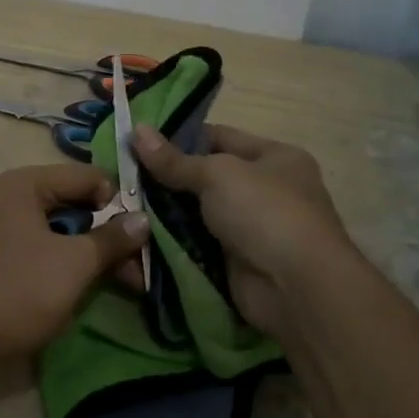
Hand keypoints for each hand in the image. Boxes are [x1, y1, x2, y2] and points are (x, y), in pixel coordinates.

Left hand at [0, 164, 149, 364]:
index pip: (84, 176)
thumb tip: (143, 219)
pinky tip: (93, 287)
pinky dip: (68, 265)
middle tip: (141, 262)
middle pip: (72, 205)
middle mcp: (8, 199)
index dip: (117, 199)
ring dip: (92, 254)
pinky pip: (42, 252)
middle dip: (108, 233)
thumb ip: (111, 238)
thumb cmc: (19, 290)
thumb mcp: (74, 263)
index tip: (146, 228)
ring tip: (129, 282)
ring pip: (59, 232)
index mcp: (23, 185)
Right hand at [131, 124, 352, 334]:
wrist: (296, 288)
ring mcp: (252, 229)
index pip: (219, 137)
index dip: (178, 137)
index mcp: (274, 157)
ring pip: (198, 213)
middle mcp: (266, 189)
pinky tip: (139, 236)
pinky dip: (173, 242)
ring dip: (165, 213)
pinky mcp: (237, 263)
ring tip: (122, 205)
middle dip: (167, 178)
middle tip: (122, 175)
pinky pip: (197, 245)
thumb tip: (136, 130)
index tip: (136, 141)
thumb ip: (174, 159)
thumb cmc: (264, 212)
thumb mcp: (217, 174)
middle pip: (206, 177)